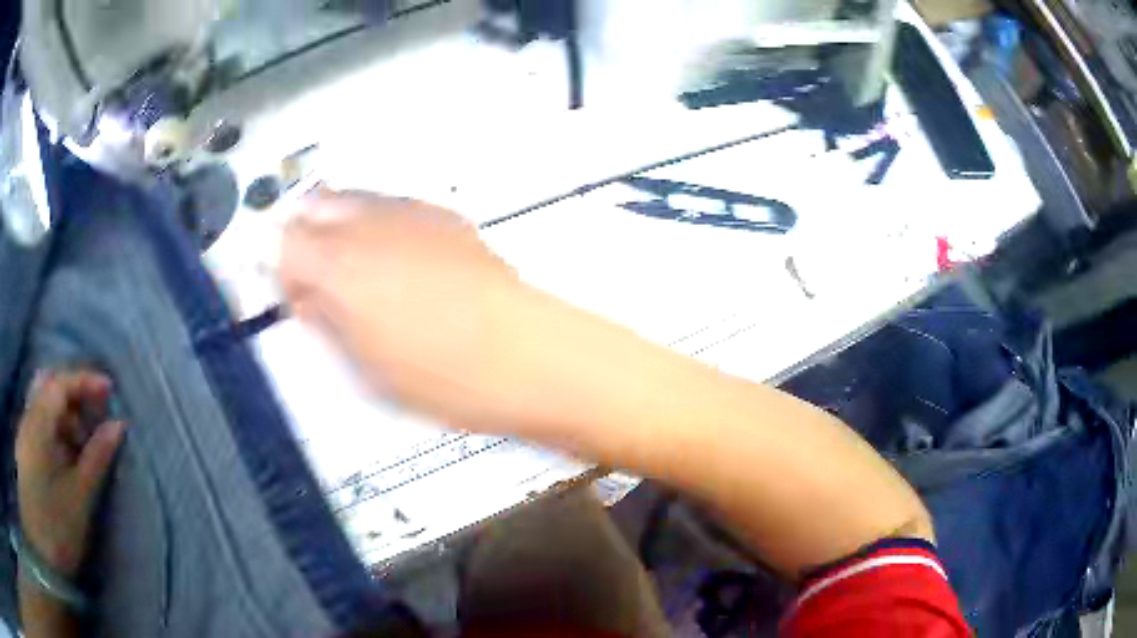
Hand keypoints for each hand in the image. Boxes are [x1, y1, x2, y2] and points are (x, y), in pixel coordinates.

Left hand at [15, 371, 125, 578]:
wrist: (38, 539)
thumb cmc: (54, 520)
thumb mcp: (78, 496)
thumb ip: (95, 458)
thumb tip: (116, 426)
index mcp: (40, 420)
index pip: (62, 383)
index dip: (86, 381)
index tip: (110, 390)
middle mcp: (30, 417)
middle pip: (52, 390)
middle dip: (76, 398)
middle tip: (99, 416)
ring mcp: (26, 433)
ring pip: (46, 409)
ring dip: (68, 417)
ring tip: (86, 443)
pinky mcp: (27, 450)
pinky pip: (42, 426)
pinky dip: (58, 432)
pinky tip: (68, 456)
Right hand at [279, 191, 528, 428]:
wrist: (525, 355)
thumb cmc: (441, 377)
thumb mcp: (364, 366)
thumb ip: (324, 321)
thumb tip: (306, 298)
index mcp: (337, 266)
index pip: (279, 244)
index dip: (277, 269)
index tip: (291, 296)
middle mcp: (368, 223)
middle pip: (311, 207)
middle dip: (302, 238)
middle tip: (316, 281)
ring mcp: (409, 211)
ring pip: (350, 199)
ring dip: (338, 227)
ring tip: (358, 273)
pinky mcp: (443, 214)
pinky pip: (391, 206)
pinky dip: (378, 226)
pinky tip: (400, 263)